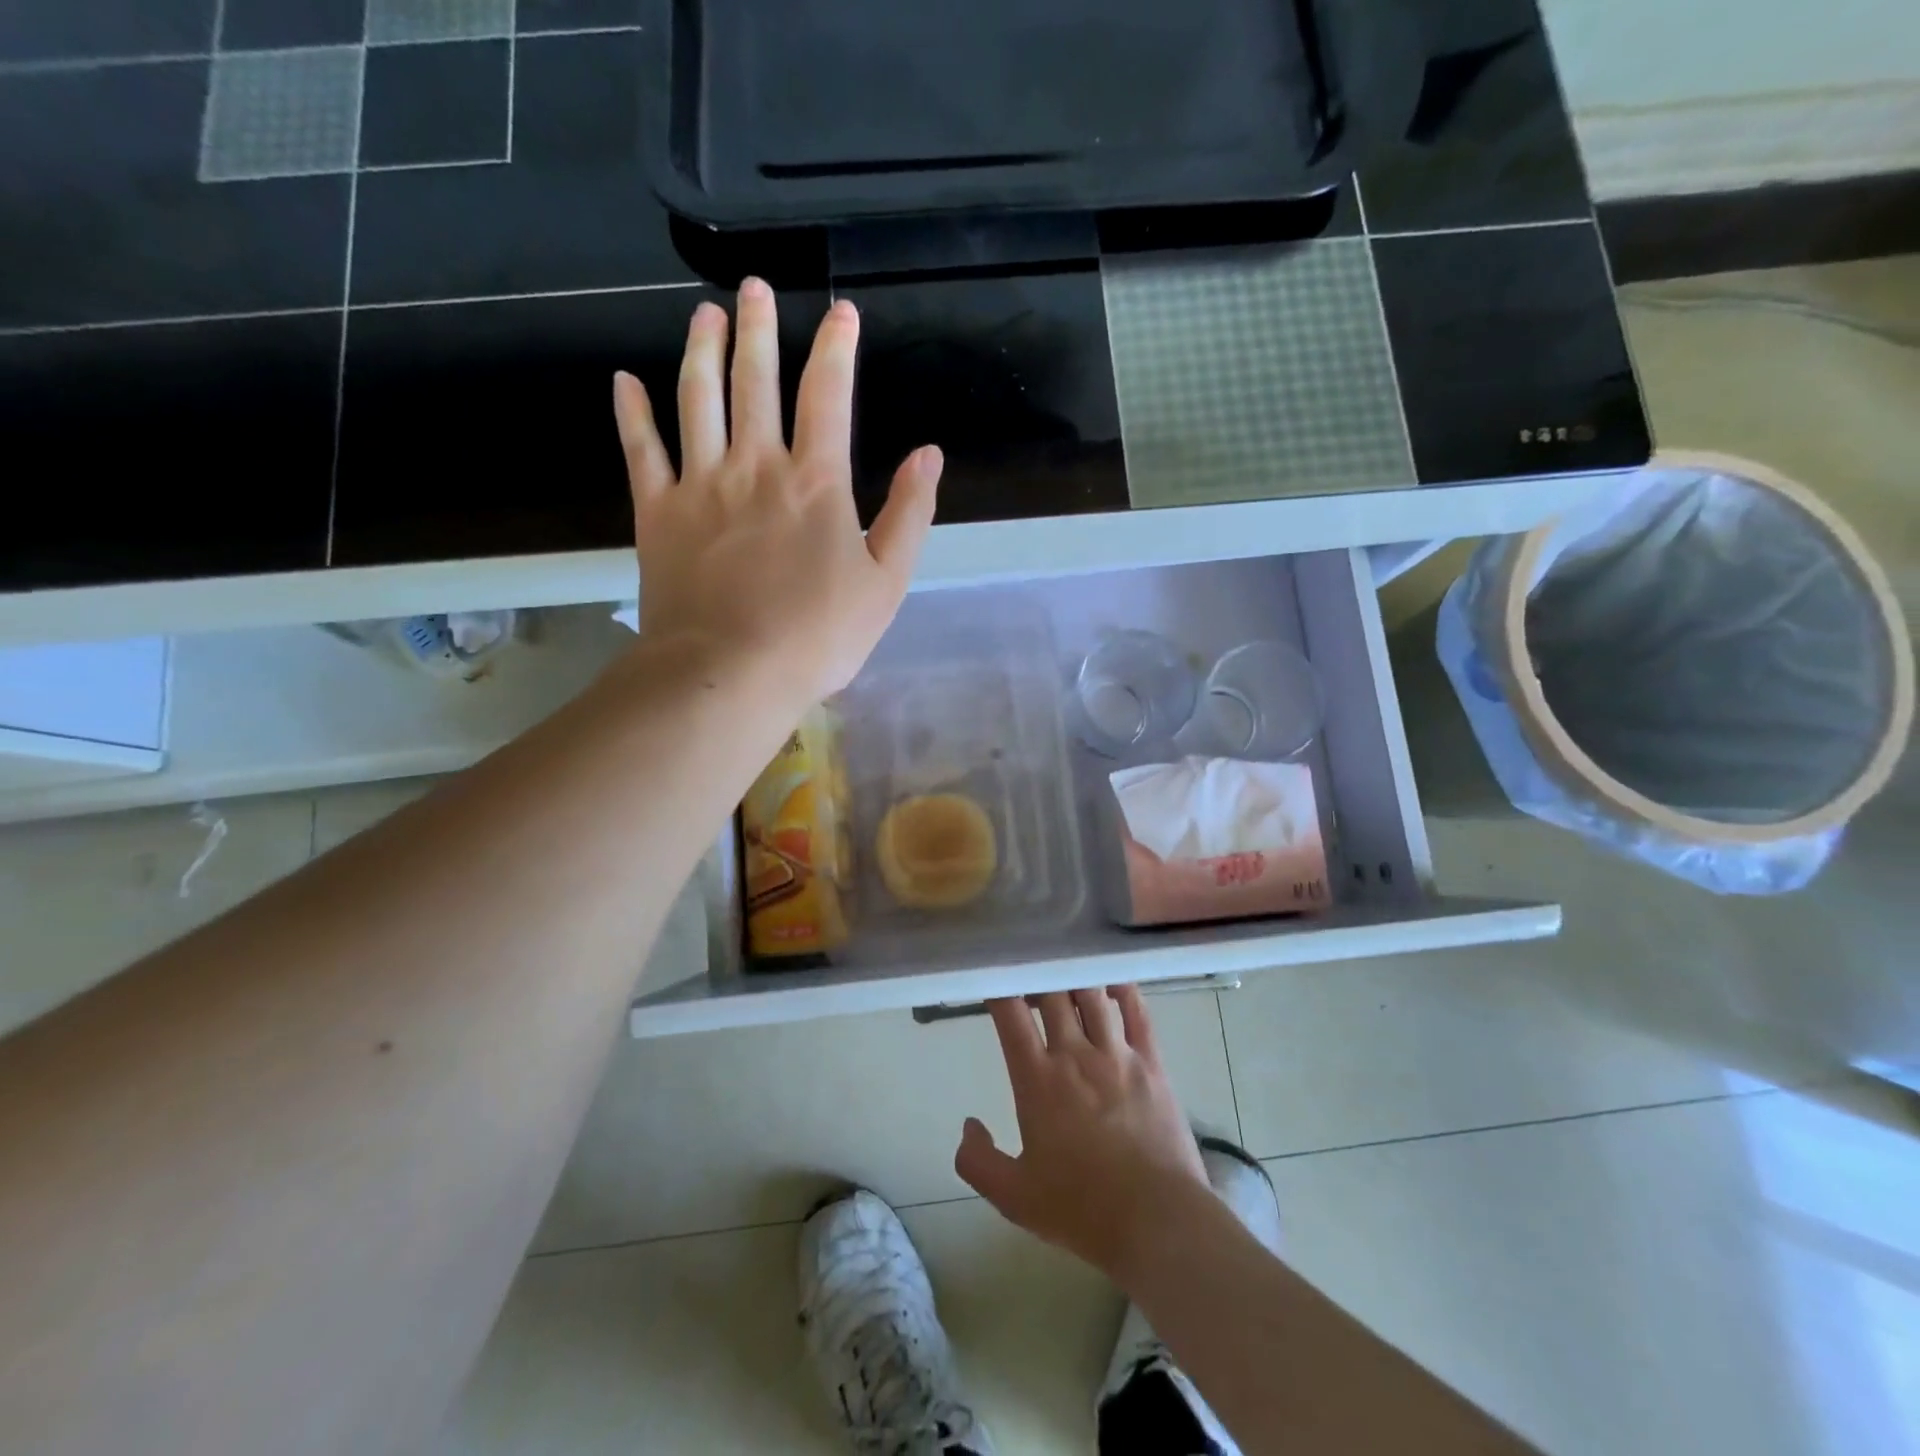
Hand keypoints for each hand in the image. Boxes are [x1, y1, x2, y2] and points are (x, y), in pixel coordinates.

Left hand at [612, 279, 942, 708]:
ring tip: (704, 316)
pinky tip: (626, 382)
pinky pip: (641, 450)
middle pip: (756, 381)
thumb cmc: (817, 636)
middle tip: (752, 287)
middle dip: (758, 329)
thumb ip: (909, 515)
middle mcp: (756, 466)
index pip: (828, 396)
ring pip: (698, 400)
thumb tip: (929, 455)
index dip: (836, 349)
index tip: (841, 313)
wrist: (729, 673)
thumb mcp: (885, 584)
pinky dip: (632, 413)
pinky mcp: (658, 512)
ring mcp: (700, 484)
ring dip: (702, 352)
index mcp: (816, 482)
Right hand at [955, 986, 1209, 1280]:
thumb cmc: (1082, 1210)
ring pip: (1092, 994)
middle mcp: (1075, 1055)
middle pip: (1052, 993)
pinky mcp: (1152, 1062)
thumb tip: (968, 1125)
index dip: (998, 987)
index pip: (1011, 1014)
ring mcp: (1117, 1054)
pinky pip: (1138, 1012)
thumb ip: (978, 1161)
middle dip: (1036, 975)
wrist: (1157, 1223)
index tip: (992, 977)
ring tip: (1066, 974)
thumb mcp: (1014, 1197)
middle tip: (1029, 975)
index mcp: (1037, 1080)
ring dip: (1075, 978)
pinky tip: (1114, 980)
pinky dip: (1124, 989)